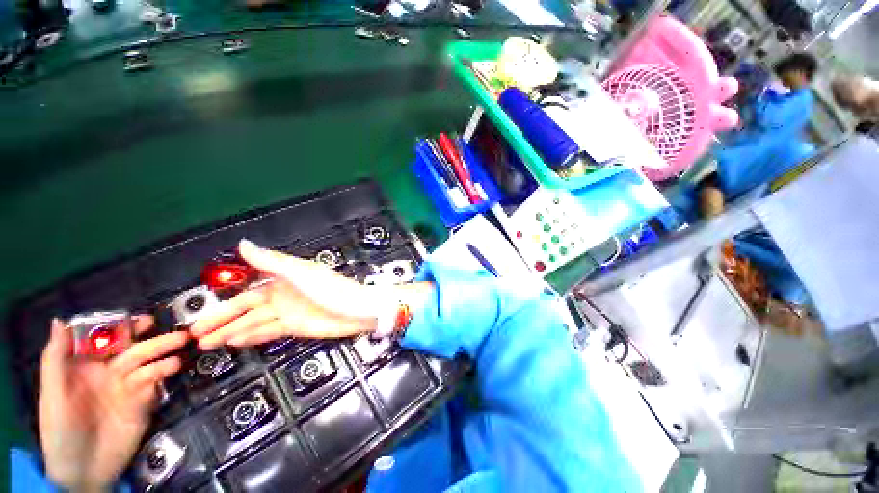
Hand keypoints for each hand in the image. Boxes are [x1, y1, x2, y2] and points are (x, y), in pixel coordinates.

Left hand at [39, 316, 188, 492]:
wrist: (83, 470)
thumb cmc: (61, 429)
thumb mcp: (53, 394)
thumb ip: (56, 358)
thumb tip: (60, 320)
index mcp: (87, 367)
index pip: (106, 340)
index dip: (121, 327)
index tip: (140, 319)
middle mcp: (109, 373)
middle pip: (133, 350)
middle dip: (154, 340)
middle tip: (177, 334)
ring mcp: (127, 389)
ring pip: (149, 365)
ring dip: (164, 357)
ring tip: (180, 353)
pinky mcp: (142, 404)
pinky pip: (155, 386)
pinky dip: (163, 377)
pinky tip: (173, 371)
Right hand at [191, 240, 382, 349]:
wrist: (356, 310)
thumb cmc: (331, 289)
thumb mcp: (300, 273)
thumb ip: (271, 261)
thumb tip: (243, 244)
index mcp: (282, 278)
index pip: (246, 286)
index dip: (225, 295)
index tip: (201, 304)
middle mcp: (281, 295)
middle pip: (244, 308)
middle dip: (220, 319)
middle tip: (194, 332)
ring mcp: (287, 312)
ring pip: (252, 322)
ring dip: (230, 331)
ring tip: (206, 342)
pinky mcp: (295, 327)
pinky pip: (267, 332)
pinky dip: (250, 336)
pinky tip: (234, 341)